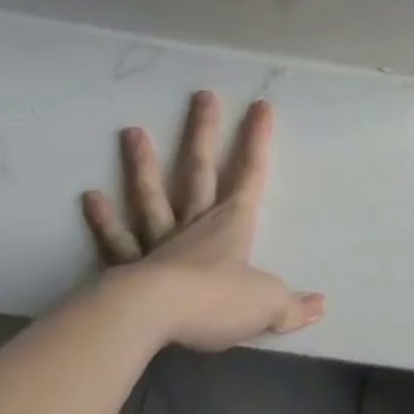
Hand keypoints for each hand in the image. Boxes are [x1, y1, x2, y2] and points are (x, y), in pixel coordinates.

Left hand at [80, 91, 325, 351]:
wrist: (152, 318)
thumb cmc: (216, 301)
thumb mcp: (266, 304)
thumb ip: (292, 306)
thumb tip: (322, 305)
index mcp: (231, 223)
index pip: (251, 173)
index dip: (257, 140)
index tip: (261, 106)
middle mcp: (195, 222)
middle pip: (199, 170)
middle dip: (203, 132)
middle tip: (202, 96)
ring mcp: (159, 240)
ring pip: (152, 195)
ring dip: (143, 164)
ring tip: (131, 131)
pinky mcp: (129, 265)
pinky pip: (117, 240)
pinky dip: (104, 220)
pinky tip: (90, 197)